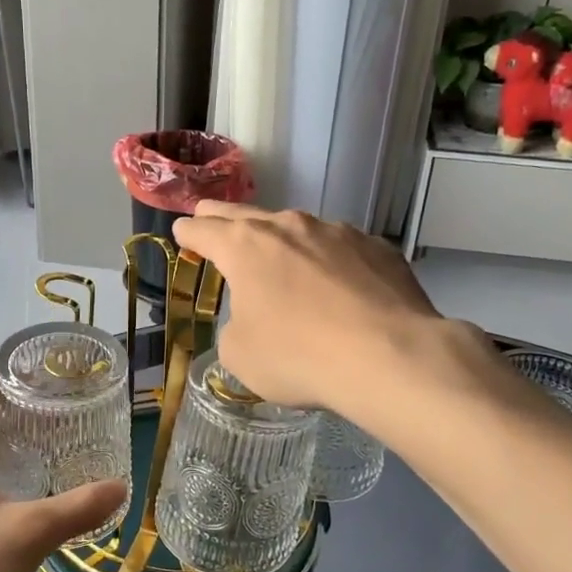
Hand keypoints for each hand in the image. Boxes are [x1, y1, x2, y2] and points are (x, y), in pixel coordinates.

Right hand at [172, 204, 500, 425]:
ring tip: (281, 261)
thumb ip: (235, 326)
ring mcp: (337, 231)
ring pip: (296, 228)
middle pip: (244, 214)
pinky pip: (340, 249)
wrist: (390, 356)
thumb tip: (253, 318)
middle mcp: (288, 226)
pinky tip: (337, 287)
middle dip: (221, 217)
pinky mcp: (376, 247)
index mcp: (245, 246)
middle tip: (209, 217)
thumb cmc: (298, 356)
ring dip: (281, 241)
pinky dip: (328, 261)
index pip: (203, 230)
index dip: (187, 233)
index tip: (182, 232)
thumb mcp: (240, 355)